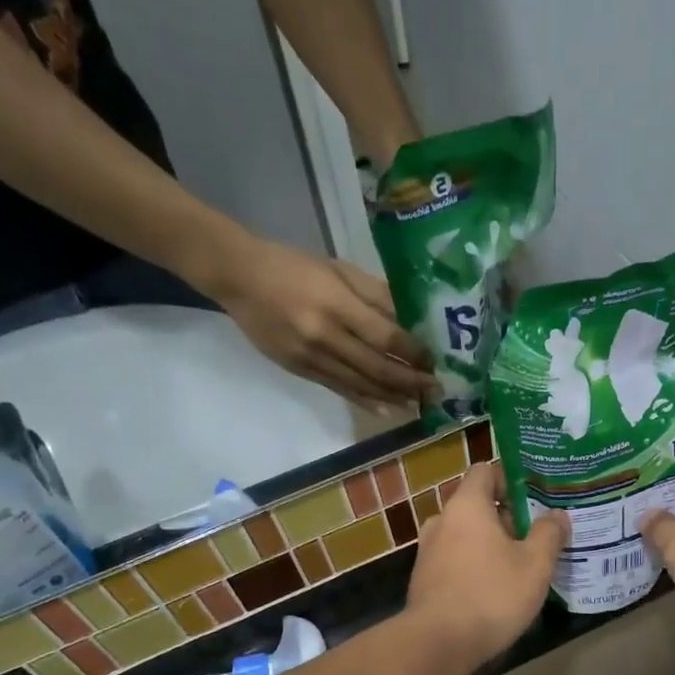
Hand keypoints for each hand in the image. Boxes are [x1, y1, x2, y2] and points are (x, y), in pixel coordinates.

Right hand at [213, 237, 436, 406]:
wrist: (239, 278)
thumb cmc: (294, 266)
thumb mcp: (338, 269)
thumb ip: (375, 295)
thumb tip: (409, 321)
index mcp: (337, 304)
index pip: (386, 336)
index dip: (413, 353)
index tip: (434, 361)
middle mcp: (325, 336)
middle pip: (377, 367)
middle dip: (410, 381)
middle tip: (435, 390)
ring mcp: (311, 357)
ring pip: (360, 384)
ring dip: (392, 396)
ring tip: (416, 404)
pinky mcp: (300, 369)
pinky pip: (339, 389)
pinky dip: (365, 400)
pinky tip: (385, 408)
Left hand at [406, 463, 567, 667]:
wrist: (438, 643)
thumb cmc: (491, 595)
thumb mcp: (535, 565)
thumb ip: (548, 534)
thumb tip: (557, 515)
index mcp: (466, 506)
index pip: (485, 471)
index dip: (511, 478)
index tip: (536, 497)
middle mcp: (441, 521)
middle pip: (477, 505)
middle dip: (507, 517)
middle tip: (537, 535)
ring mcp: (428, 551)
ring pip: (466, 536)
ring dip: (491, 544)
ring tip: (521, 564)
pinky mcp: (425, 580)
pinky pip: (455, 560)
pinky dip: (475, 565)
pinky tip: (496, 588)